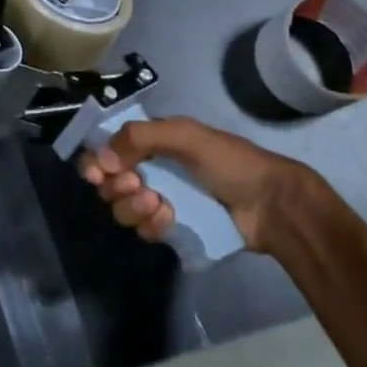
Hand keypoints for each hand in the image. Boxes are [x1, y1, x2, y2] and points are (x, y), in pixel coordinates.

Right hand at [79, 116, 318, 253]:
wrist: (271, 205)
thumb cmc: (229, 162)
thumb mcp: (185, 136)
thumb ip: (140, 138)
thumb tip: (101, 160)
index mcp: (151, 142)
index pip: (106, 150)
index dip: (94, 163)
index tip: (97, 175)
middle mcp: (150, 169)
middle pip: (108, 183)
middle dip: (116, 187)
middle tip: (138, 185)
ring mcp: (160, 200)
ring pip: (123, 209)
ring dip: (133, 208)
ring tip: (159, 205)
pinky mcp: (172, 228)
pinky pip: (144, 230)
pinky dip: (151, 225)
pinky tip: (170, 219)